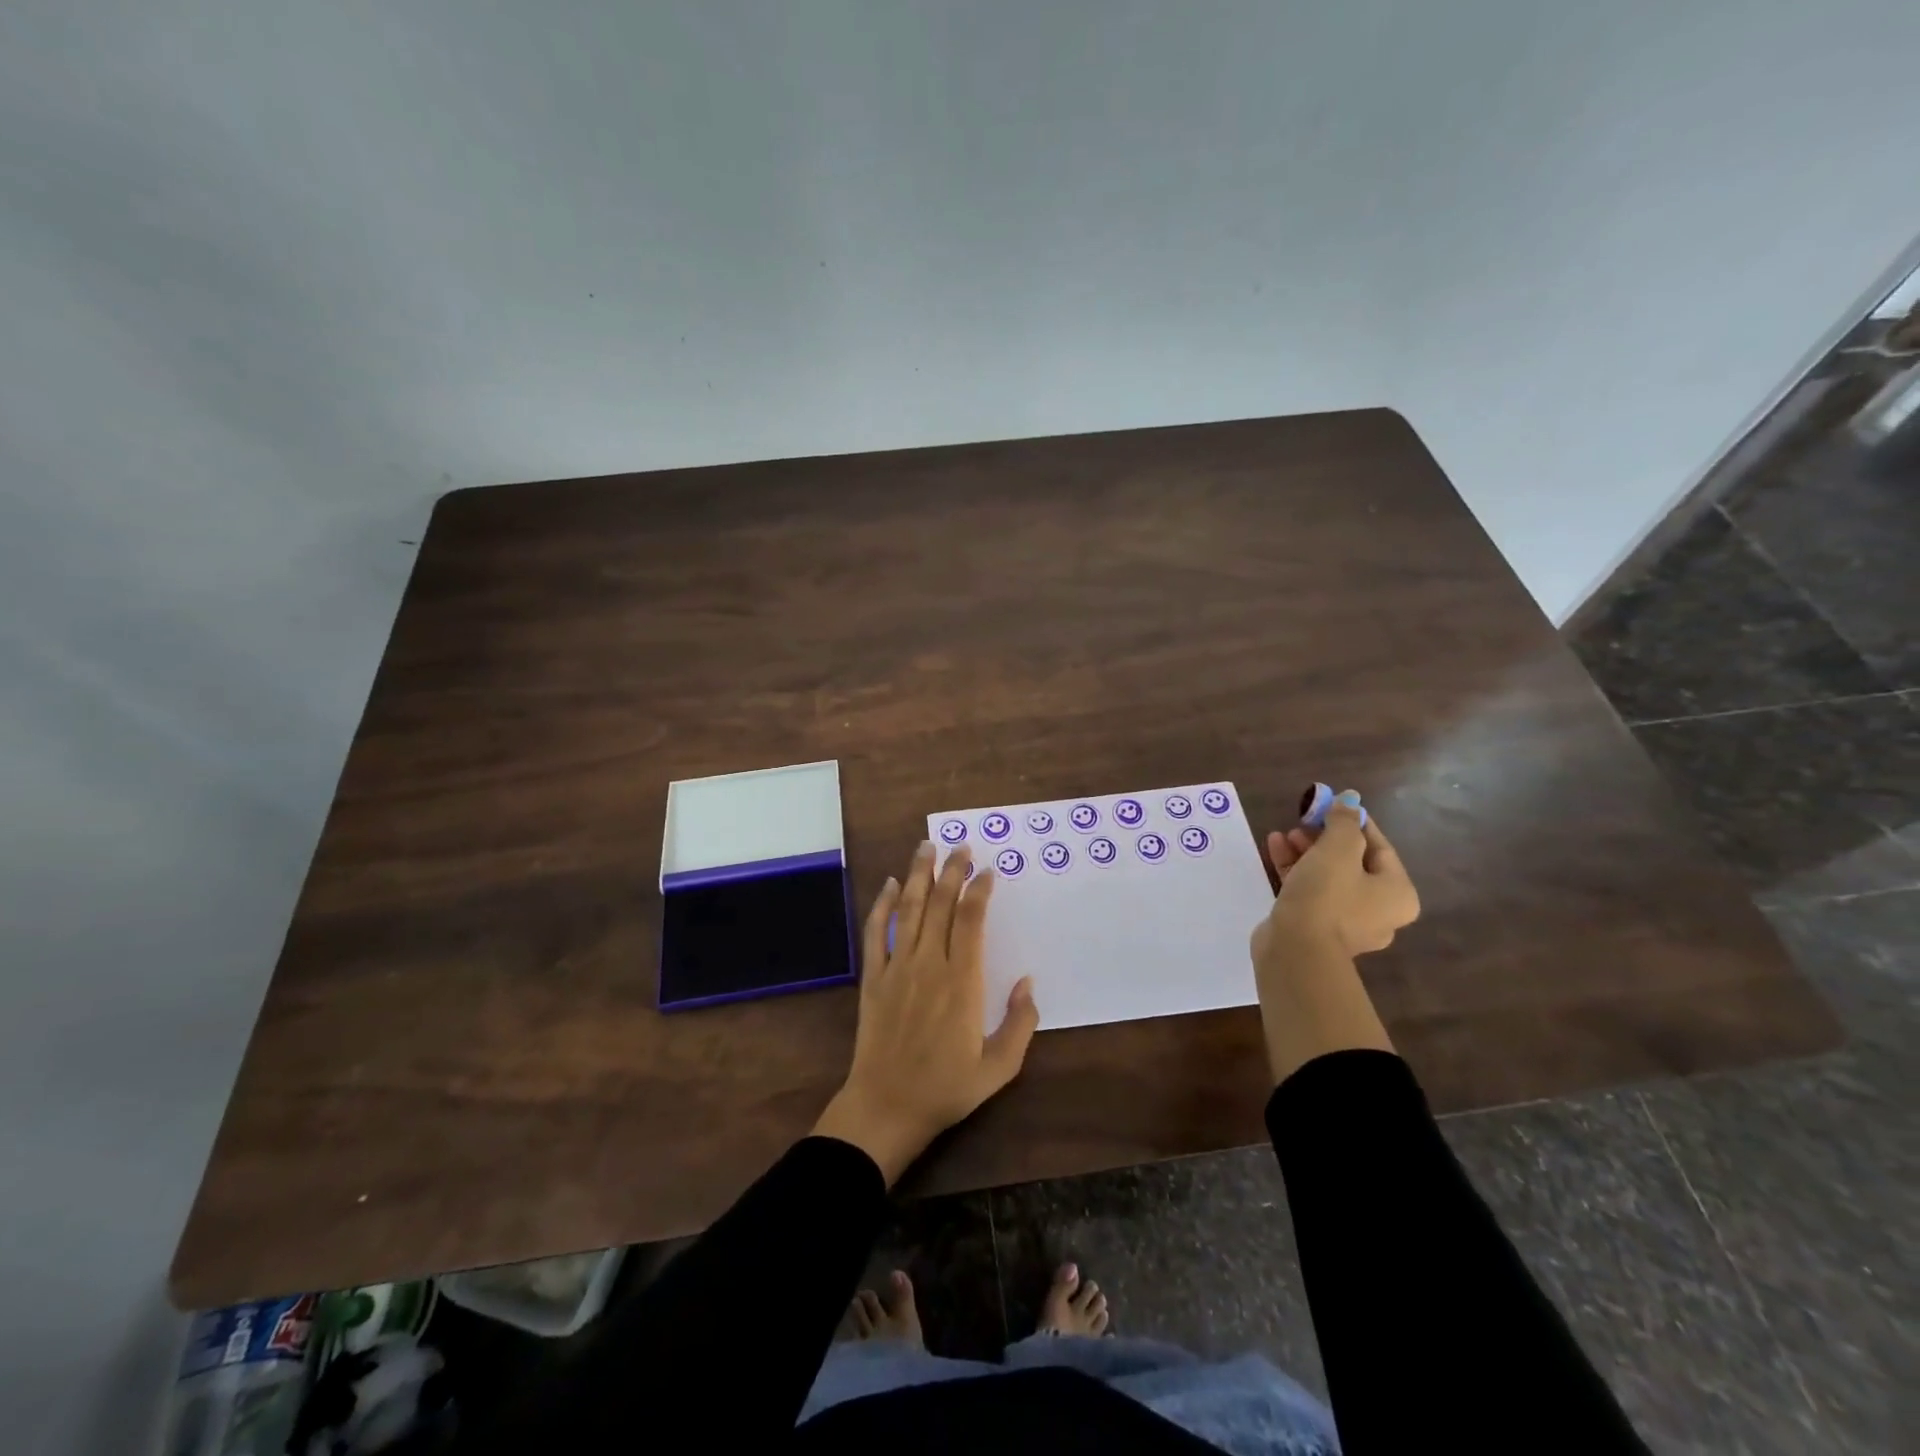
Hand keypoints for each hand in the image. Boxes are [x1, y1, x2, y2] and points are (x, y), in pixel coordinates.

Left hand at [812, 842, 1039, 1183]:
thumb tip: (1028, 982)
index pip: (971, 920)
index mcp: (962, 982)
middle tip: (961, 845)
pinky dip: (883, 905)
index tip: (988, 871)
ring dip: (919, 875)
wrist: (886, 1107)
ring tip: (927, 847)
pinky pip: (876, 932)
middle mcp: (929, 965)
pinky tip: (891, 885)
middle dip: (952, 870)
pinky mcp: (873, 977)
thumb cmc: (946, 1088)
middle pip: (940, 904)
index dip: (979, 890)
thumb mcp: (998, 1067)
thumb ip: (1020, 1024)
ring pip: (909, 909)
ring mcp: (897, 968)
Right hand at [1254, 805, 1419, 959]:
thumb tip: (1349, 799)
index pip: (1379, 847)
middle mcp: (1378, 910)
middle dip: (1324, 837)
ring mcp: (1345, 922)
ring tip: (1284, 833)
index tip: (1330, 804)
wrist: (1296, 949)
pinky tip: (1275, 848)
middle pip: (1352, 862)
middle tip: (1303, 820)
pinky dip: (1295, 869)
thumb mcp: (1338, 848)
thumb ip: (1344, 821)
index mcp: (1397, 893)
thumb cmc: (1327, 895)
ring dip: (1305, 851)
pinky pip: (1308, 891)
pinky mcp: (1315, 927)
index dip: (1354, 821)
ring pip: (1327, 876)